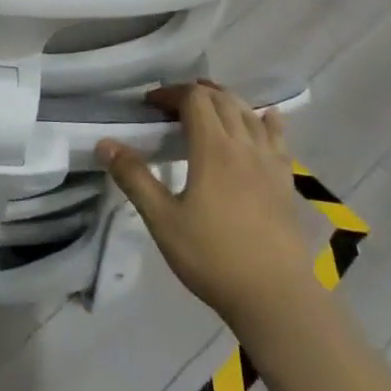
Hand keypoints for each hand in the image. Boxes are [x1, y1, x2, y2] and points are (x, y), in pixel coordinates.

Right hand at [99, 84, 316, 332]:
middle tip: (171, 108)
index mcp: (213, 149)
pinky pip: (278, 137)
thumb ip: (134, 178)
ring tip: (207, 109)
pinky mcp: (286, 181)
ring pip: (250, 114)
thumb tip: (105, 143)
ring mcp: (270, 162)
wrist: (275, 296)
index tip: (149, 105)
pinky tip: (266, 117)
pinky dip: (267, 120)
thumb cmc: (213, 257)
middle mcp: (244, 145)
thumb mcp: (162, 220)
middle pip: (222, 100)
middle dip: (195, 94)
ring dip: (226, 102)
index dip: (171, 93)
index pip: (194, 99)